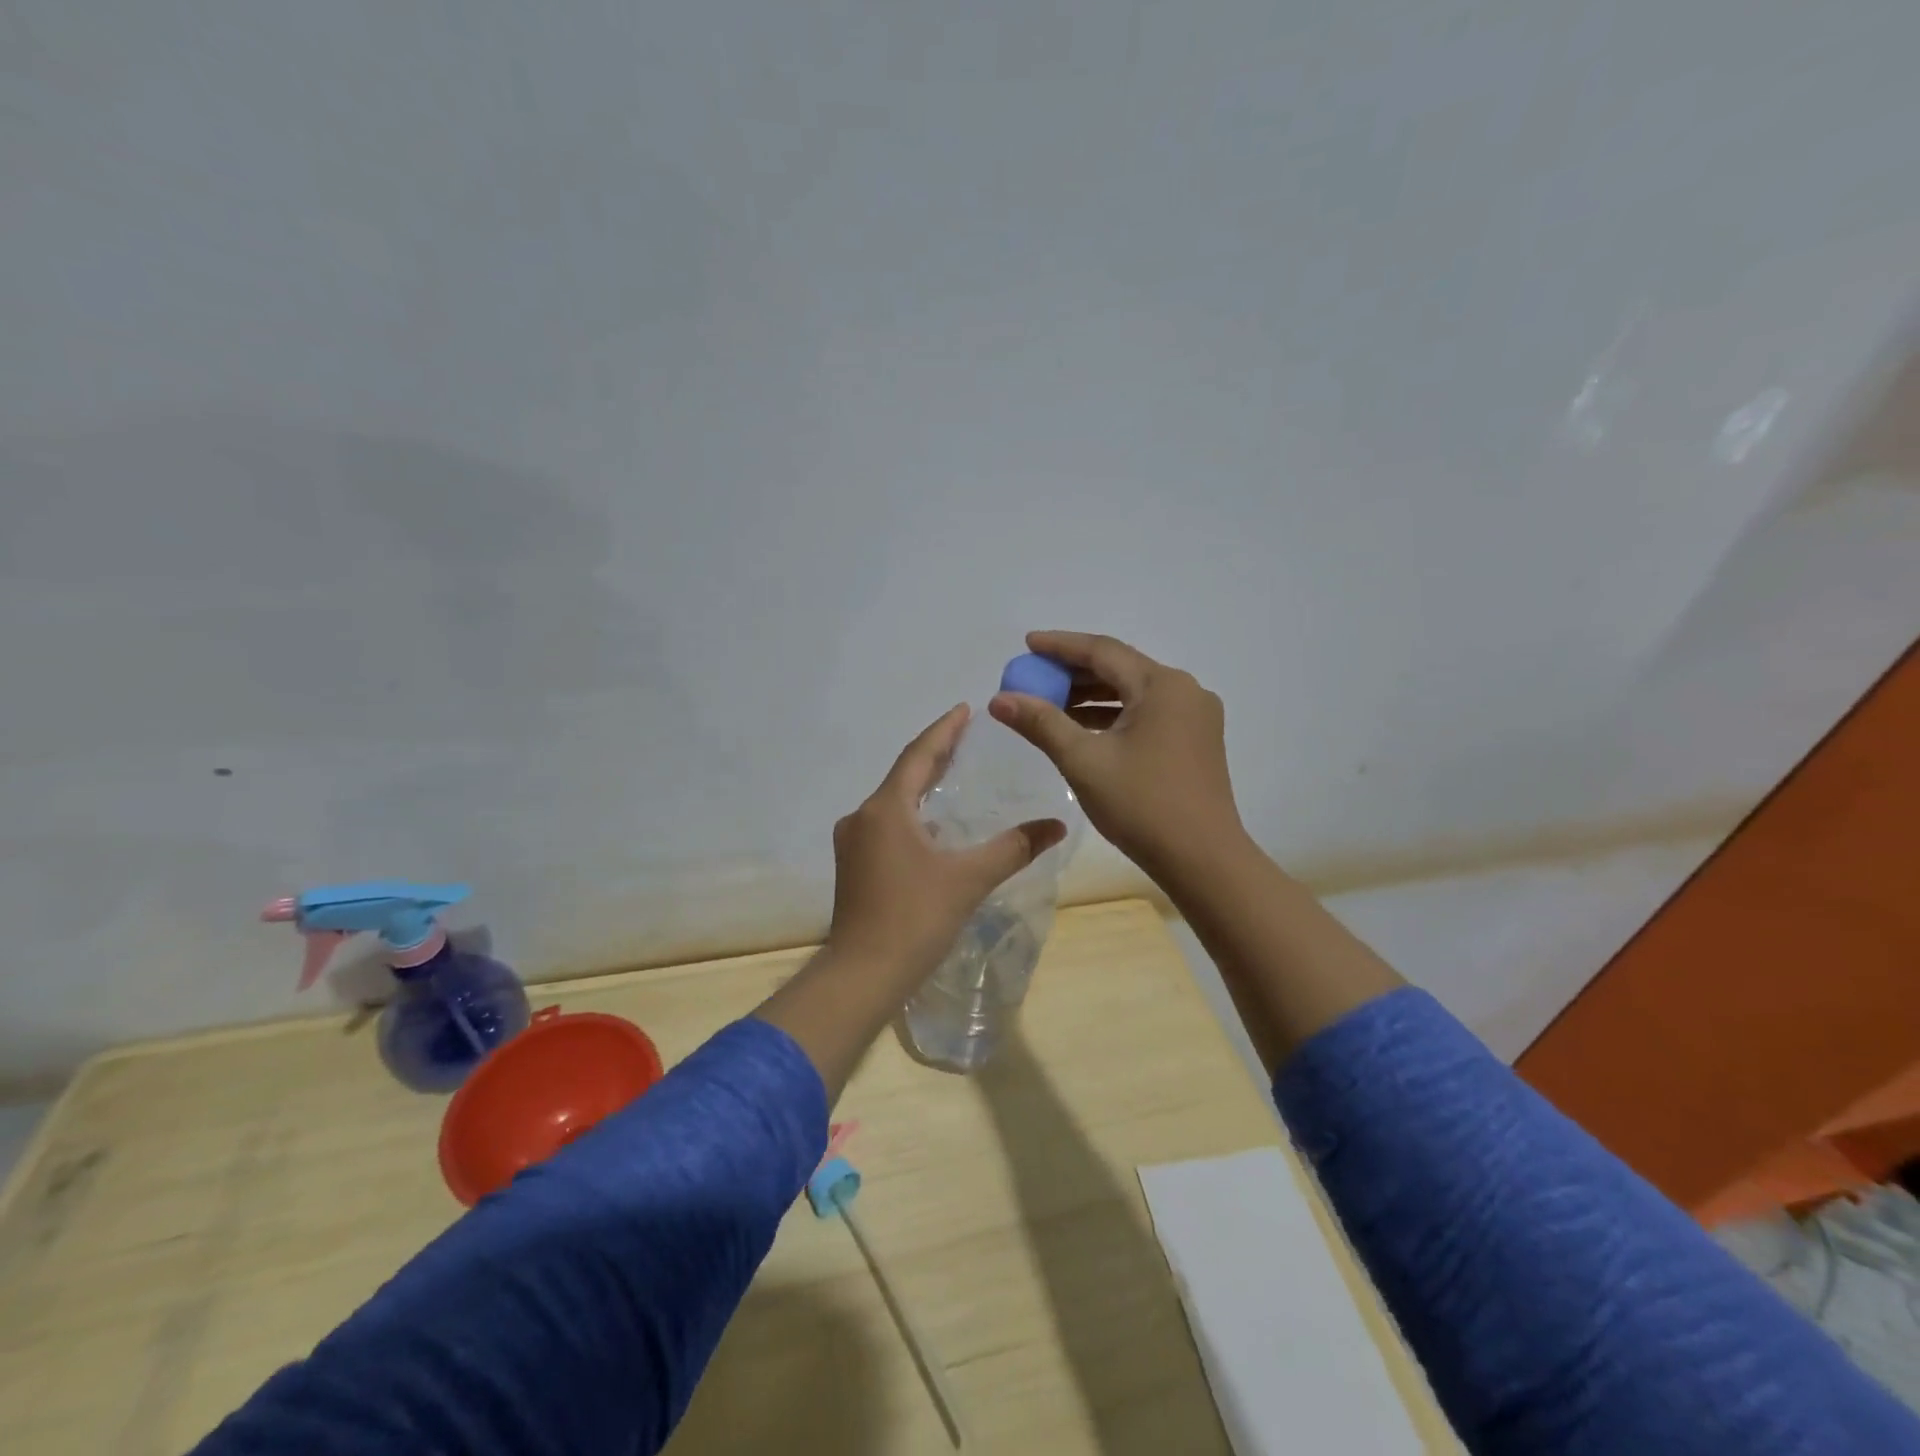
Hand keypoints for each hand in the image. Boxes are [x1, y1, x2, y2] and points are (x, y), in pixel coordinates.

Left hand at [826, 703, 1067, 980]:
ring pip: (893, 801)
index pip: (918, 755)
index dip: (943, 730)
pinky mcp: (854, 866)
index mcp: (886, 809)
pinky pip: (886, 823)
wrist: (862, 975)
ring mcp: (853, 842)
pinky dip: (911, 813)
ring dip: (921, 785)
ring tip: (953, 774)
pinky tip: (932, 825)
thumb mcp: (969, 879)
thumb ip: (1014, 848)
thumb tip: (1057, 826)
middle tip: (966, 736)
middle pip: (903, 774)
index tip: (965, 708)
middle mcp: (863, 817)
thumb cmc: (915, 919)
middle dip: (934, 754)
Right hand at [989, 631, 1244, 881]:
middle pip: (1120, 668)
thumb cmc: (1142, 805)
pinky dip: (1113, 716)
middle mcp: (1184, 691)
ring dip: (1092, 696)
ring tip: (1050, 704)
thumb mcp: (1083, 761)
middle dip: (1074, 672)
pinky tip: (1083, 729)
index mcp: (1162, 685)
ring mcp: (1195, 717)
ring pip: (1134, 693)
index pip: (1103, 651)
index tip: (1027, 644)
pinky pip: (1146, 715)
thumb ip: (1041, 723)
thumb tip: (999, 699)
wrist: (1203, 860)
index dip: (1060, 646)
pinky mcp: (1195, 741)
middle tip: (1034, 677)